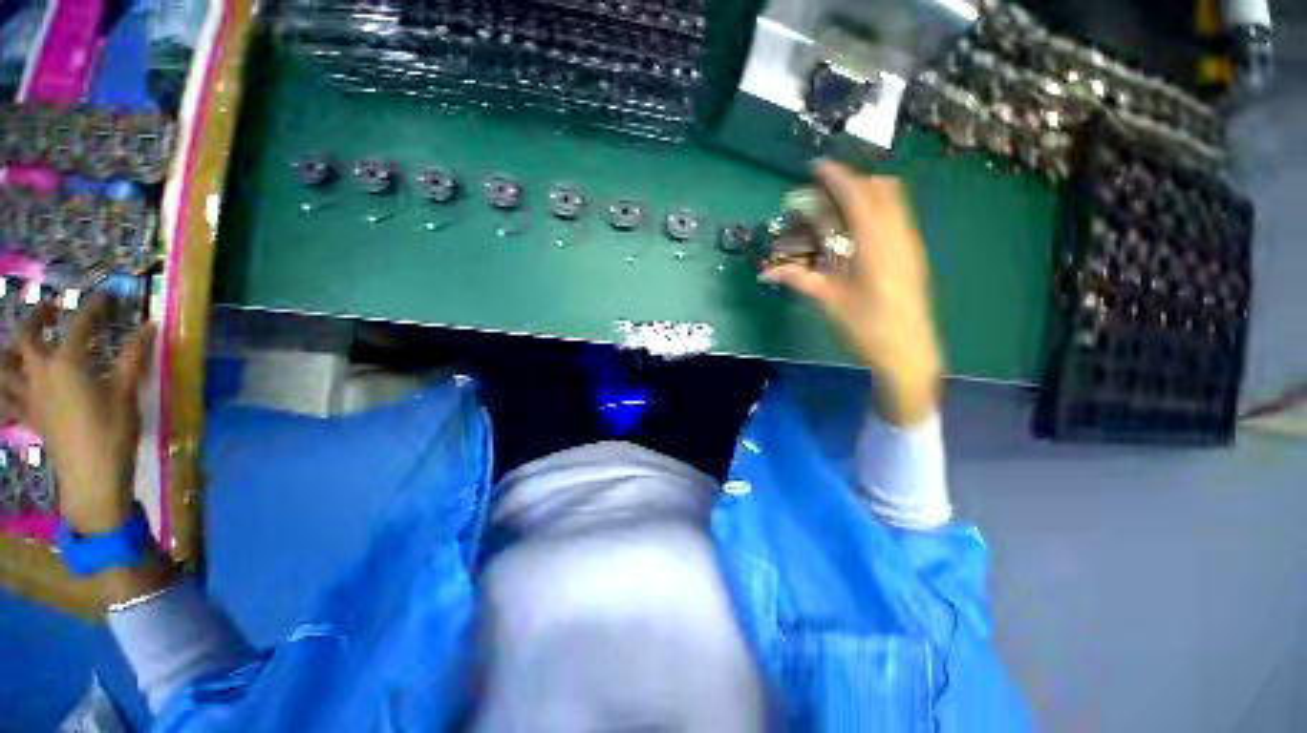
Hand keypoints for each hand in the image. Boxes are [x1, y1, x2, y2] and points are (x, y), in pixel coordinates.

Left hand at [0, 297, 154, 534]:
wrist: (91, 475)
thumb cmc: (112, 431)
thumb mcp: (128, 392)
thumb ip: (134, 357)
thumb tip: (149, 326)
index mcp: (67, 363)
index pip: (78, 324)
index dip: (93, 307)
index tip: (107, 297)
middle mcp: (40, 372)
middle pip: (26, 335)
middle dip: (37, 316)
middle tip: (53, 307)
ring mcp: (29, 395)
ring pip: (4, 365)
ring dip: (10, 348)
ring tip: (23, 341)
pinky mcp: (28, 414)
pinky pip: (6, 396)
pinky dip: (6, 385)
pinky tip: (16, 382)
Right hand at [763, 161, 942, 425]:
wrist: (909, 354)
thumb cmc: (867, 329)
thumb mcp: (829, 303)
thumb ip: (799, 280)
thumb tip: (766, 271)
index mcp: (878, 246)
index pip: (859, 197)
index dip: (838, 177)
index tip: (817, 166)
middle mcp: (900, 237)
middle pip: (883, 190)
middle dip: (854, 182)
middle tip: (825, 191)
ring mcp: (911, 246)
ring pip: (894, 203)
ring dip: (866, 195)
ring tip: (838, 208)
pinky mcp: (913, 257)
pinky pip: (897, 219)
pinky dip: (875, 212)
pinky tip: (855, 234)